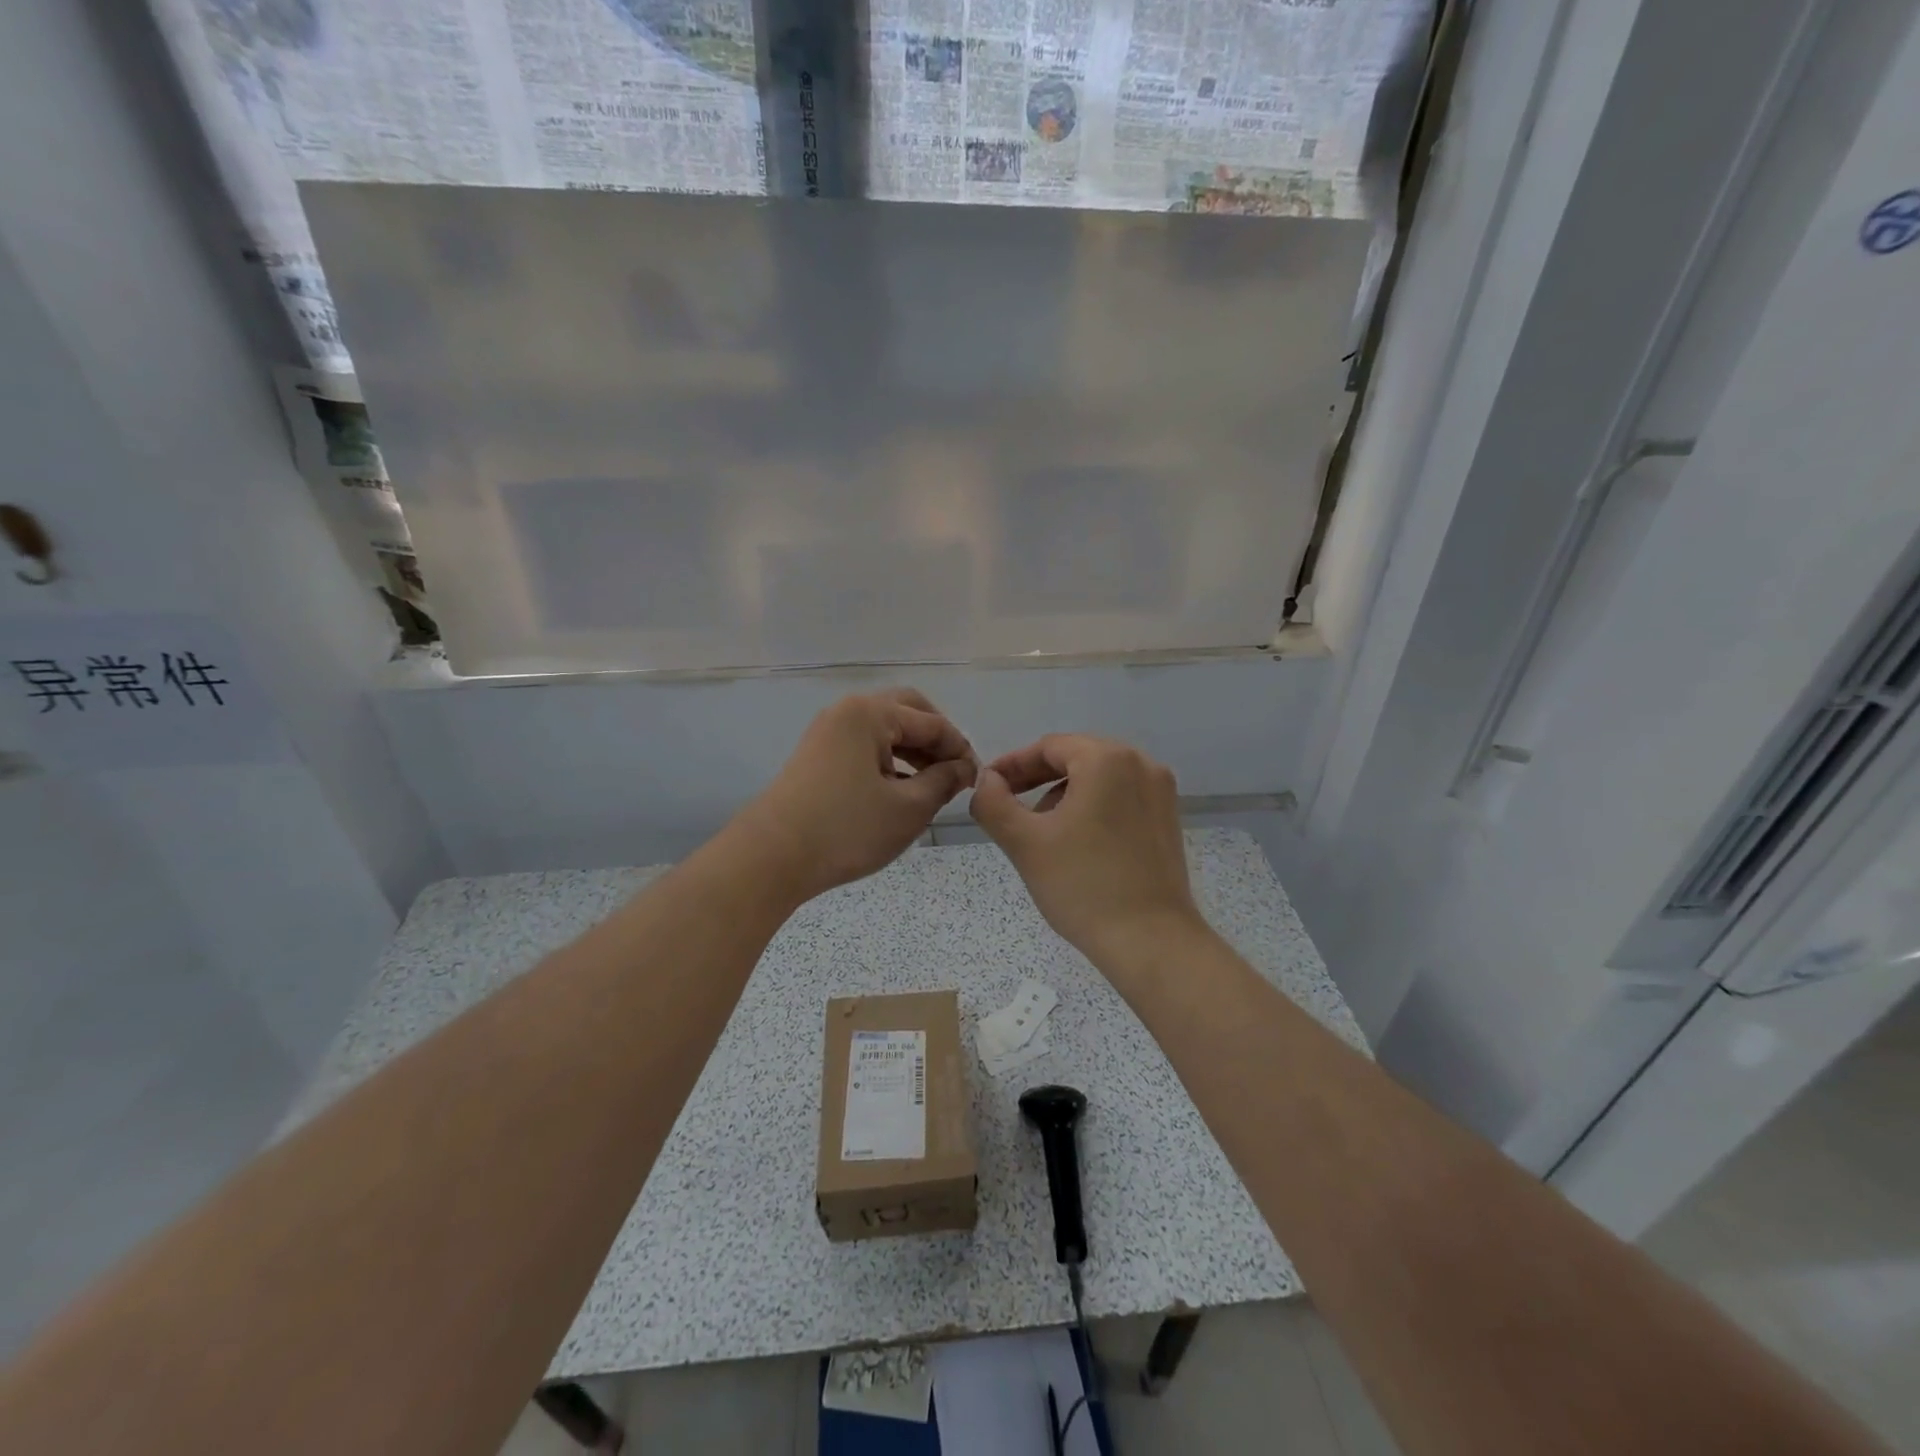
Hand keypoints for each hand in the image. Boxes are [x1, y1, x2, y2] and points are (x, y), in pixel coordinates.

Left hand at [736, 688, 976, 902]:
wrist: (772, 857)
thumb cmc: (847, 829)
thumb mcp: (909, 808)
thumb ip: (944, 781)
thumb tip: (963, 768)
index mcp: (870, 713)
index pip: (932, 722)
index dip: (960, 749)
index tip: (977, 780)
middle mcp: (847, 712)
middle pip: (906, 712)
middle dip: (936, 740)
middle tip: (954, 773)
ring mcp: (827, 732)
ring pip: (884, 730)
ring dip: (913, 751)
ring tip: (933, 786)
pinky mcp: (817, 756)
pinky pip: (864, 747)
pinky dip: (889, 761)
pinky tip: (900, 791)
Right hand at [970, 734, 1206, 979]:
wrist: (1150, 941)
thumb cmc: (1083, 885)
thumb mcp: (1024, 842)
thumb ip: (993, 802)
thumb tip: (986, 780)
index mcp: (1107, 759)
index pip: (1049, 747)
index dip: (1013, 765)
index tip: (988, 787)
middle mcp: (1141, 764)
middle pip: (1076, 758)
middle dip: (1038, 779)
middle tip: (1008, 807)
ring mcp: (1160, 792)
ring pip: (1099, 778)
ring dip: (1064, 795)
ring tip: (1041, 832)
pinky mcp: (1168, 820)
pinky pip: (1121, 798)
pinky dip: (1093, 808)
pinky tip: (1076, 843)